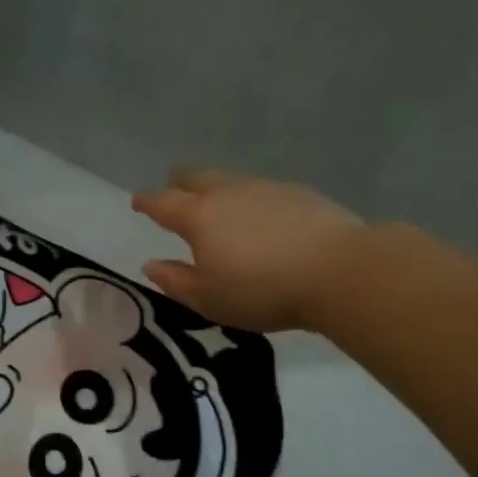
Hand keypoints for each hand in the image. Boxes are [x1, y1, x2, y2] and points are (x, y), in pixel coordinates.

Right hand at [131, 169, 366, 331]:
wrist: (340, 272)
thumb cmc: (262, 290)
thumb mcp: (208, 299)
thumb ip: (175, 281)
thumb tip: (151, 264)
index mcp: (198, 217)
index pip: (162, 203)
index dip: (146, 202)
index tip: (137, 202)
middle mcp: (227, 193)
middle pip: (194, 177)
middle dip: (178, 184)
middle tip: (174, 195)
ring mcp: (265, 188)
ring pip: (228, 180)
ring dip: (215, 190)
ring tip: (218, 208)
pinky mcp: (298, 193)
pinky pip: (260, 190)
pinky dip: (249, 200)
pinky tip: (260, 219)